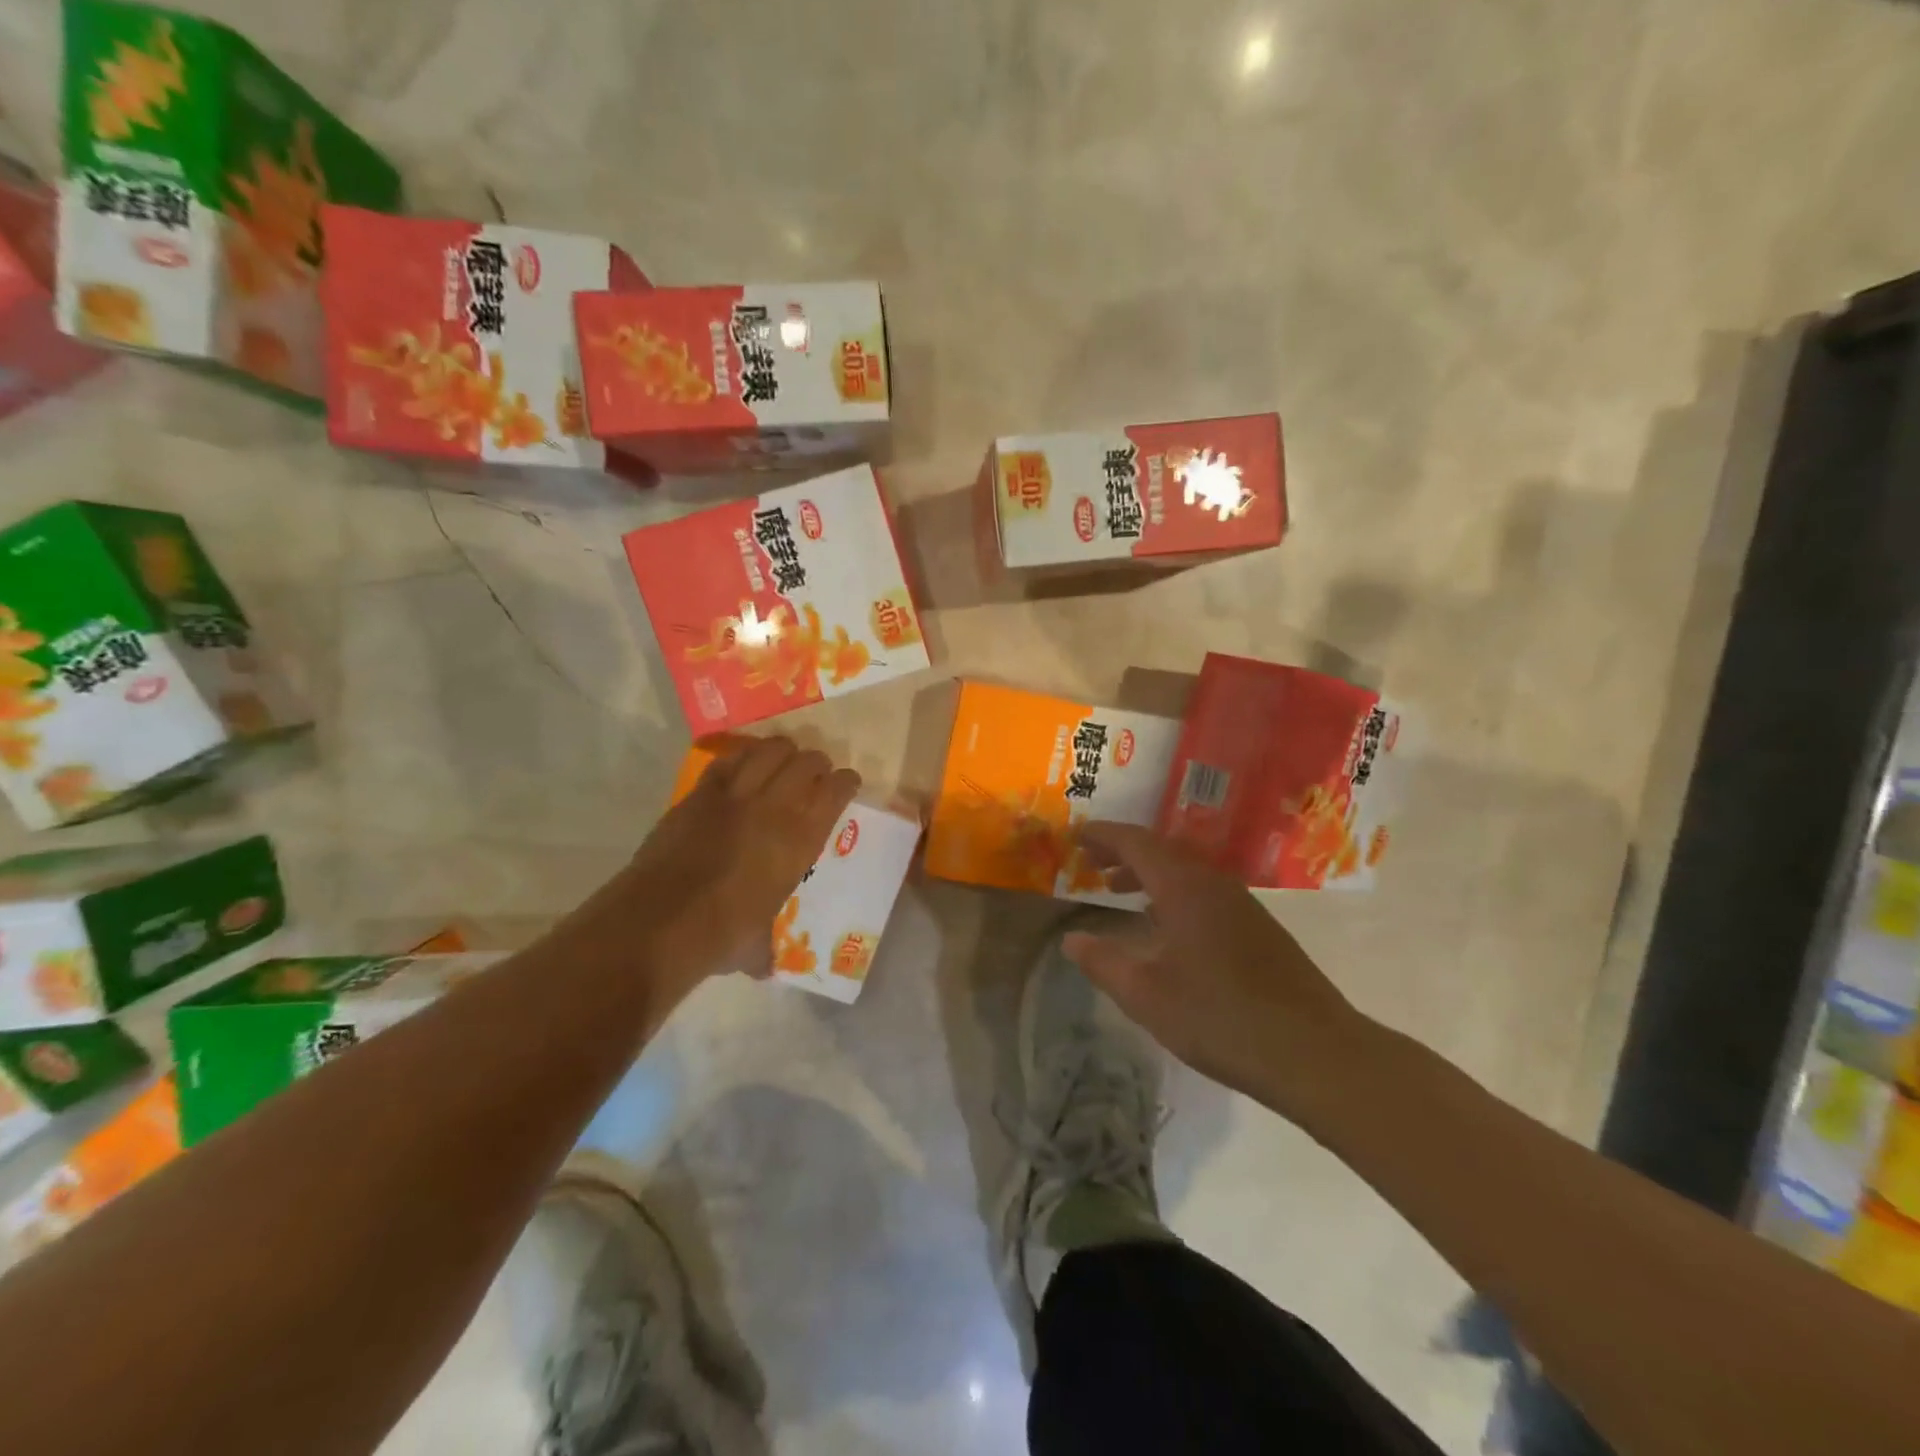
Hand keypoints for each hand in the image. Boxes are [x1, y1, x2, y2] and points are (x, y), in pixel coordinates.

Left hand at [567, 737, 858, 986]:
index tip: (848, 783)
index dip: (846, 782)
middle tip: (816, 772)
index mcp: (802, 839)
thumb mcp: (757, 943)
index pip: (837, 791)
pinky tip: (744, 764)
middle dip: (817, 763)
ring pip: (770, 751)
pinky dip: (743, 756)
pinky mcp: (700, 793)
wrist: (662, 920)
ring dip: (783, 751)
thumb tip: (764, 967)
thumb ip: (765, 947)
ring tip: (783, 759)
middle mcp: (776, 807)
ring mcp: (736, 795)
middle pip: (808, 761)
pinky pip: (729, 760)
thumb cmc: (722, 935)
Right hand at [1065, 822, 1378, 1121]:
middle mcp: (1214, 883)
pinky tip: (1165, 925)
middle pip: (1162, 850)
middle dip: (1123, 852)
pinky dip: (1173, 893)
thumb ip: (1103, 962)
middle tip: (1090, 863)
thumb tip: (1071, 940)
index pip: (1136, 842)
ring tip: (1118, 891)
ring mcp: (1241, 905)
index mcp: (1184, 887)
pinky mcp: (1258, 929)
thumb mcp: (1146, 994)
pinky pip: (1203, 891)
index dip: (1103, 835)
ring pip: (1185, 871)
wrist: (1315, 1053)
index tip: (1075, 835)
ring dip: (1149, 873)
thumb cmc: (1219, 1017)